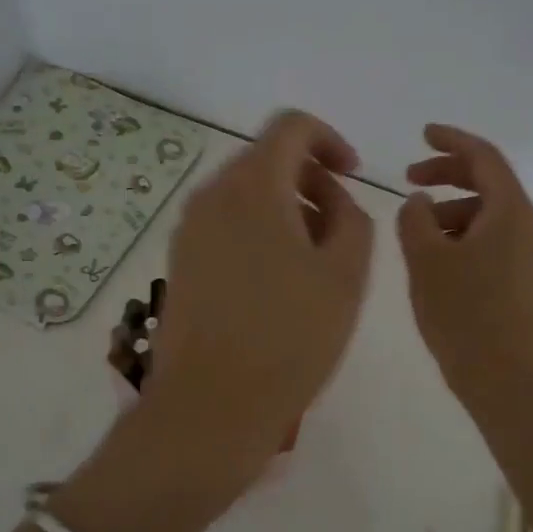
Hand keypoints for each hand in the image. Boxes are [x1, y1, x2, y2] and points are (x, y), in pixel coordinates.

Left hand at [146, 110, 374, 464]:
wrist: (212, 405)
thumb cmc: (289, 337)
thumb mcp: (345, 275)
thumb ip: (353, 219)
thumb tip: (333, 201)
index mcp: (252, 186)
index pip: (291, 126)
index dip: (330, 140)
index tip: (353, 176)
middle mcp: (211, 195)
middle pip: (266, 159)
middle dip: (310, 179)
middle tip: (340, 227)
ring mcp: (189, 230)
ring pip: (245, 194)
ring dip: (286, 208)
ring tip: (314, 260)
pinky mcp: (180, 262)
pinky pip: (225, 224)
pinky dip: (258, 230)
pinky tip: (278, 281)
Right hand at [396, 124, 532, 402]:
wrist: (504, 377)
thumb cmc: (463, 313)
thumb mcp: (426, 258)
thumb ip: (415, 218)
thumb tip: (419, 202)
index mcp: (510, 211)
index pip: (483, 157)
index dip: (451, 140)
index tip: (422, 134)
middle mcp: (527, 225)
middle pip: (487, 182)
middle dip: (447, 173)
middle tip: (408, 177)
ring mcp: (527, 253)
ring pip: (487, 213)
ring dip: (451, 208)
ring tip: (415, 228)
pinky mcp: (521, 278)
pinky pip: (490, 238)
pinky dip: (461, 233)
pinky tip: (435, 255)